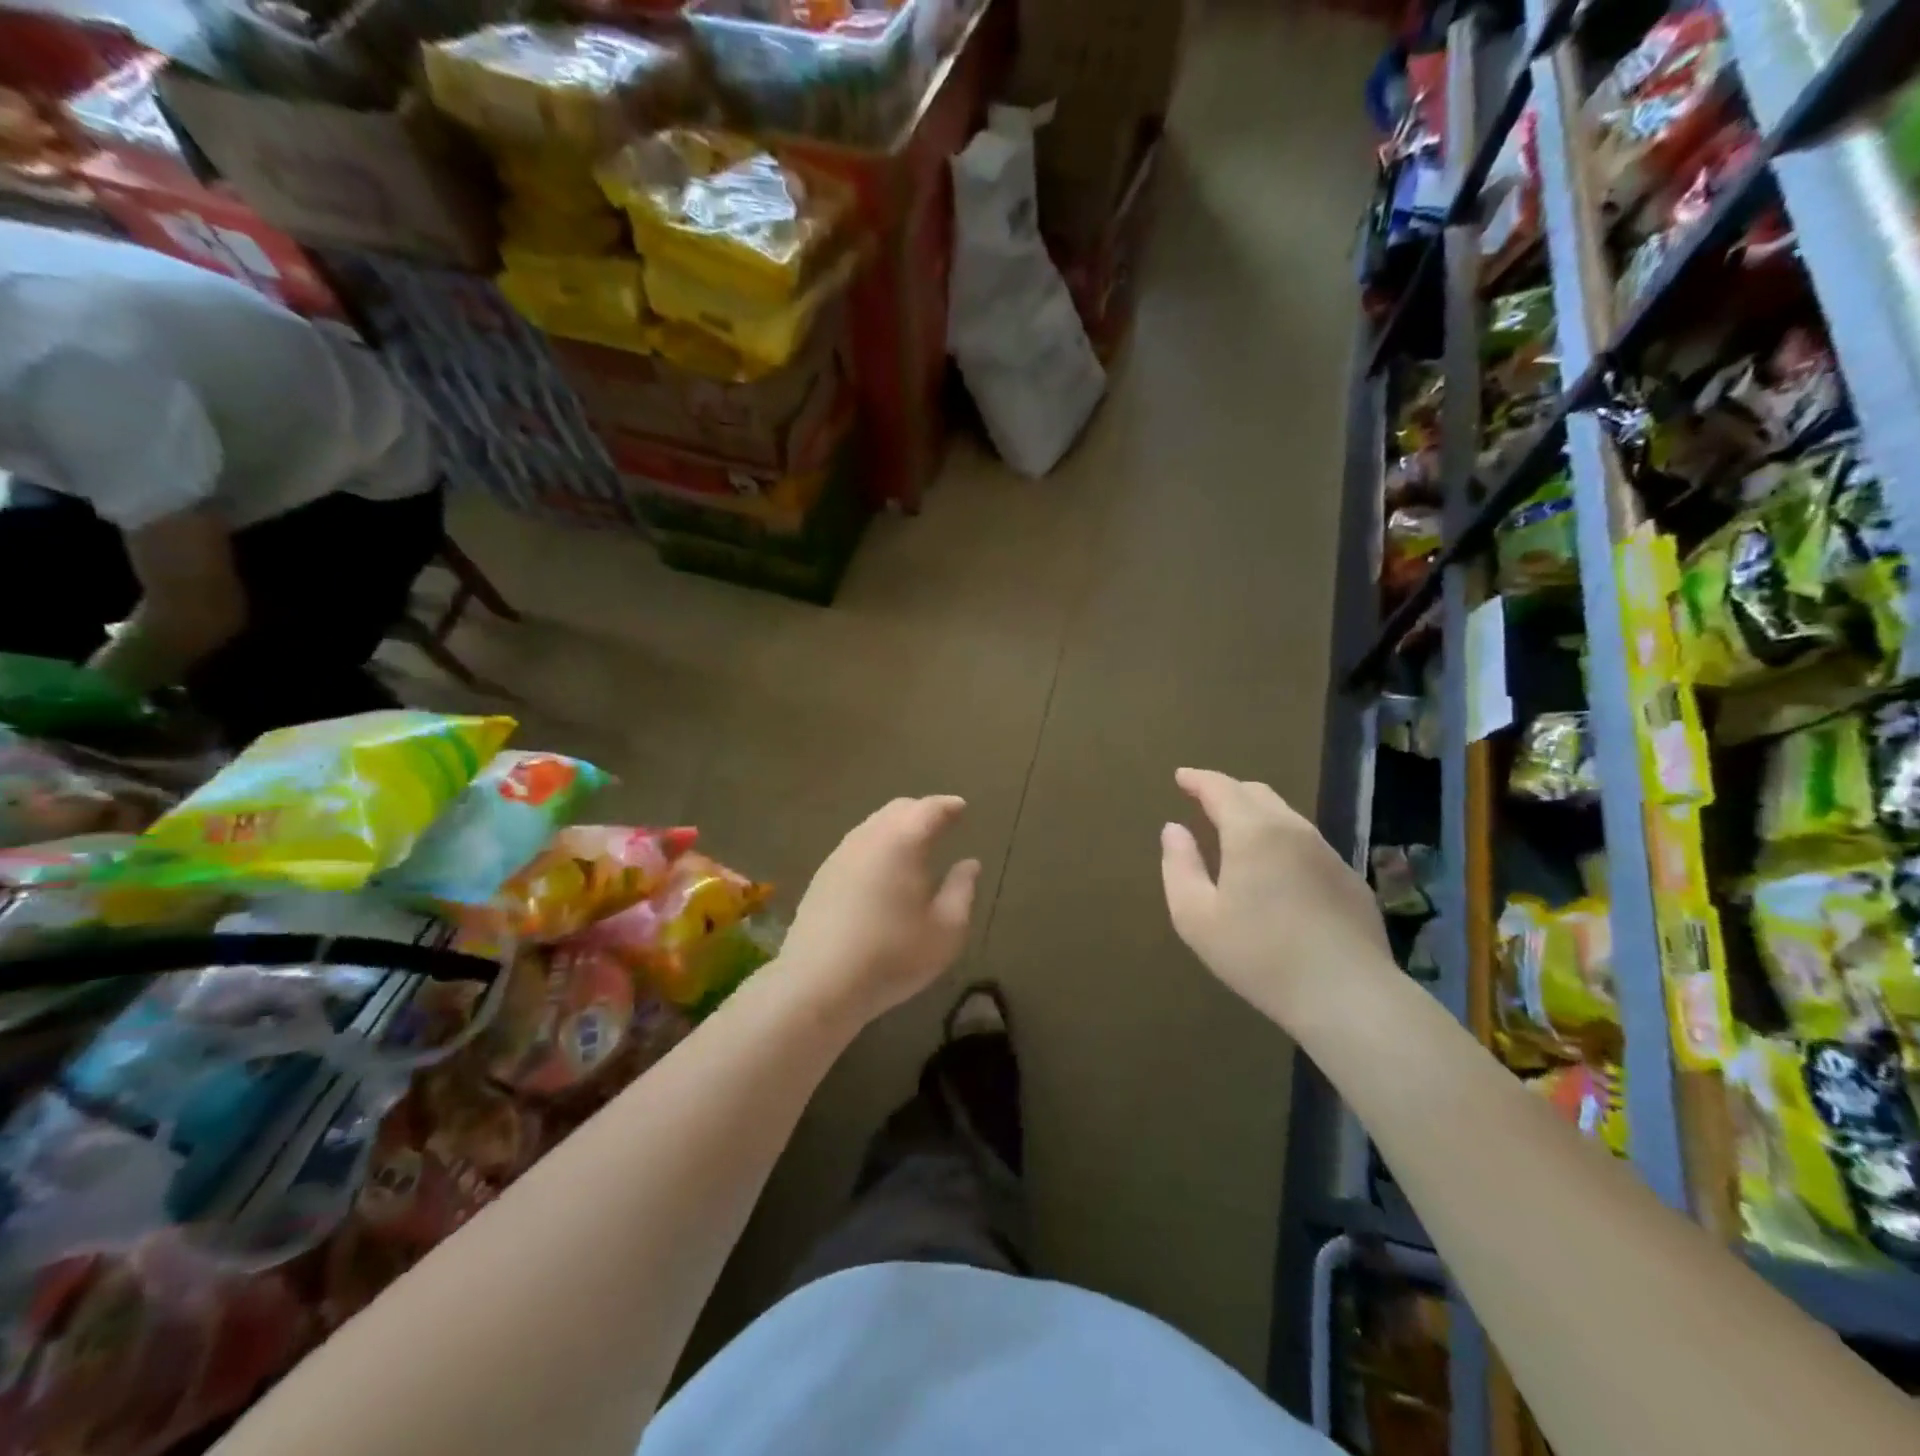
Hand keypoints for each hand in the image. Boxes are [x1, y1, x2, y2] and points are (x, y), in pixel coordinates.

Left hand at [781, 796, 981, 1026]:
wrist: (818, 983)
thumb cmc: (892, 956)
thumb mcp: (945, 931)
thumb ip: (961, 891)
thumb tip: (969, 864)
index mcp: (903, 842)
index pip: (930, 809)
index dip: (948, 806)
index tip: (961, 808)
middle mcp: (869, 838)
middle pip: (898, 809)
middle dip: (922, 812)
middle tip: (942, 824)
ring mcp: (840, 854)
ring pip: (874, 824)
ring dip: (897, 827)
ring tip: (915, 846)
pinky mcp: (823, 875)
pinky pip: (857, 844)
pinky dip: (878, 844)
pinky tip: (884, 870)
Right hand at [1160, 768, 1392, 1028]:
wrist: (1348, 996)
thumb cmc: (1259, 955)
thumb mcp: (1196, 917)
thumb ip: (1180, 866)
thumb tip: (1174, 829)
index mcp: (1253, 832)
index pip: (1221, 788)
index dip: (1198, 779)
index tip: (1180, 777)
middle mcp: (1294, 830)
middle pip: (1257, 793)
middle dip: (1227, 791)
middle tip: (1204, 801)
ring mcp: (1328, 854)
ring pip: (1286, 817)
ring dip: (1257, 816)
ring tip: (1237, 835)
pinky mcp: (1350, 880)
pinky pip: (1308, 846)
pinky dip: (1282, 842)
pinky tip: (1277, 873)